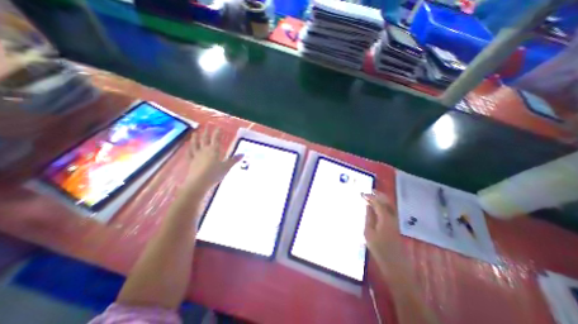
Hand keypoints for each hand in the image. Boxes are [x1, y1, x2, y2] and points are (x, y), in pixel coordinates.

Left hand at [186, 127, 241, 191]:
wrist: (199, 183)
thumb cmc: (214, 174)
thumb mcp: (227, 167)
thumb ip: (234, 160)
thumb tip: (242, 154)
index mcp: (214, 150)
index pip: (216, 138)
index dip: (217, 132)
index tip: (218, 127)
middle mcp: (204, 150)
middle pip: (205, 139)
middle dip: (207, 132)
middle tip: (207, 126)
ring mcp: (196, 155)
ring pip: (195, 144)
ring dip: (195, 138)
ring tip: (195, 133)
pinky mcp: (191, 162)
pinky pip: (189, 153)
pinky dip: (188, 149)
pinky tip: (188, 147)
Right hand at [363, 192, 399, 273]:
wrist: (394, 264)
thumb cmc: (379, 249)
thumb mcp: (368, 232)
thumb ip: (368, 217)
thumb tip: (368, 206)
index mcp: (385, 219)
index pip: (378, 203)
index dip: (370, 197)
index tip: (362, 194)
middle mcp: (392, 218)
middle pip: (387, 202)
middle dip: (378, 195)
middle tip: (369, 191)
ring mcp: (395, 221)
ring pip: (390, 205)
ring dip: (382, 199)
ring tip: (373, 195)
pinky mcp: (395, 225)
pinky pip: (390, 210)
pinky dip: (384, 205)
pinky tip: (378, 206)